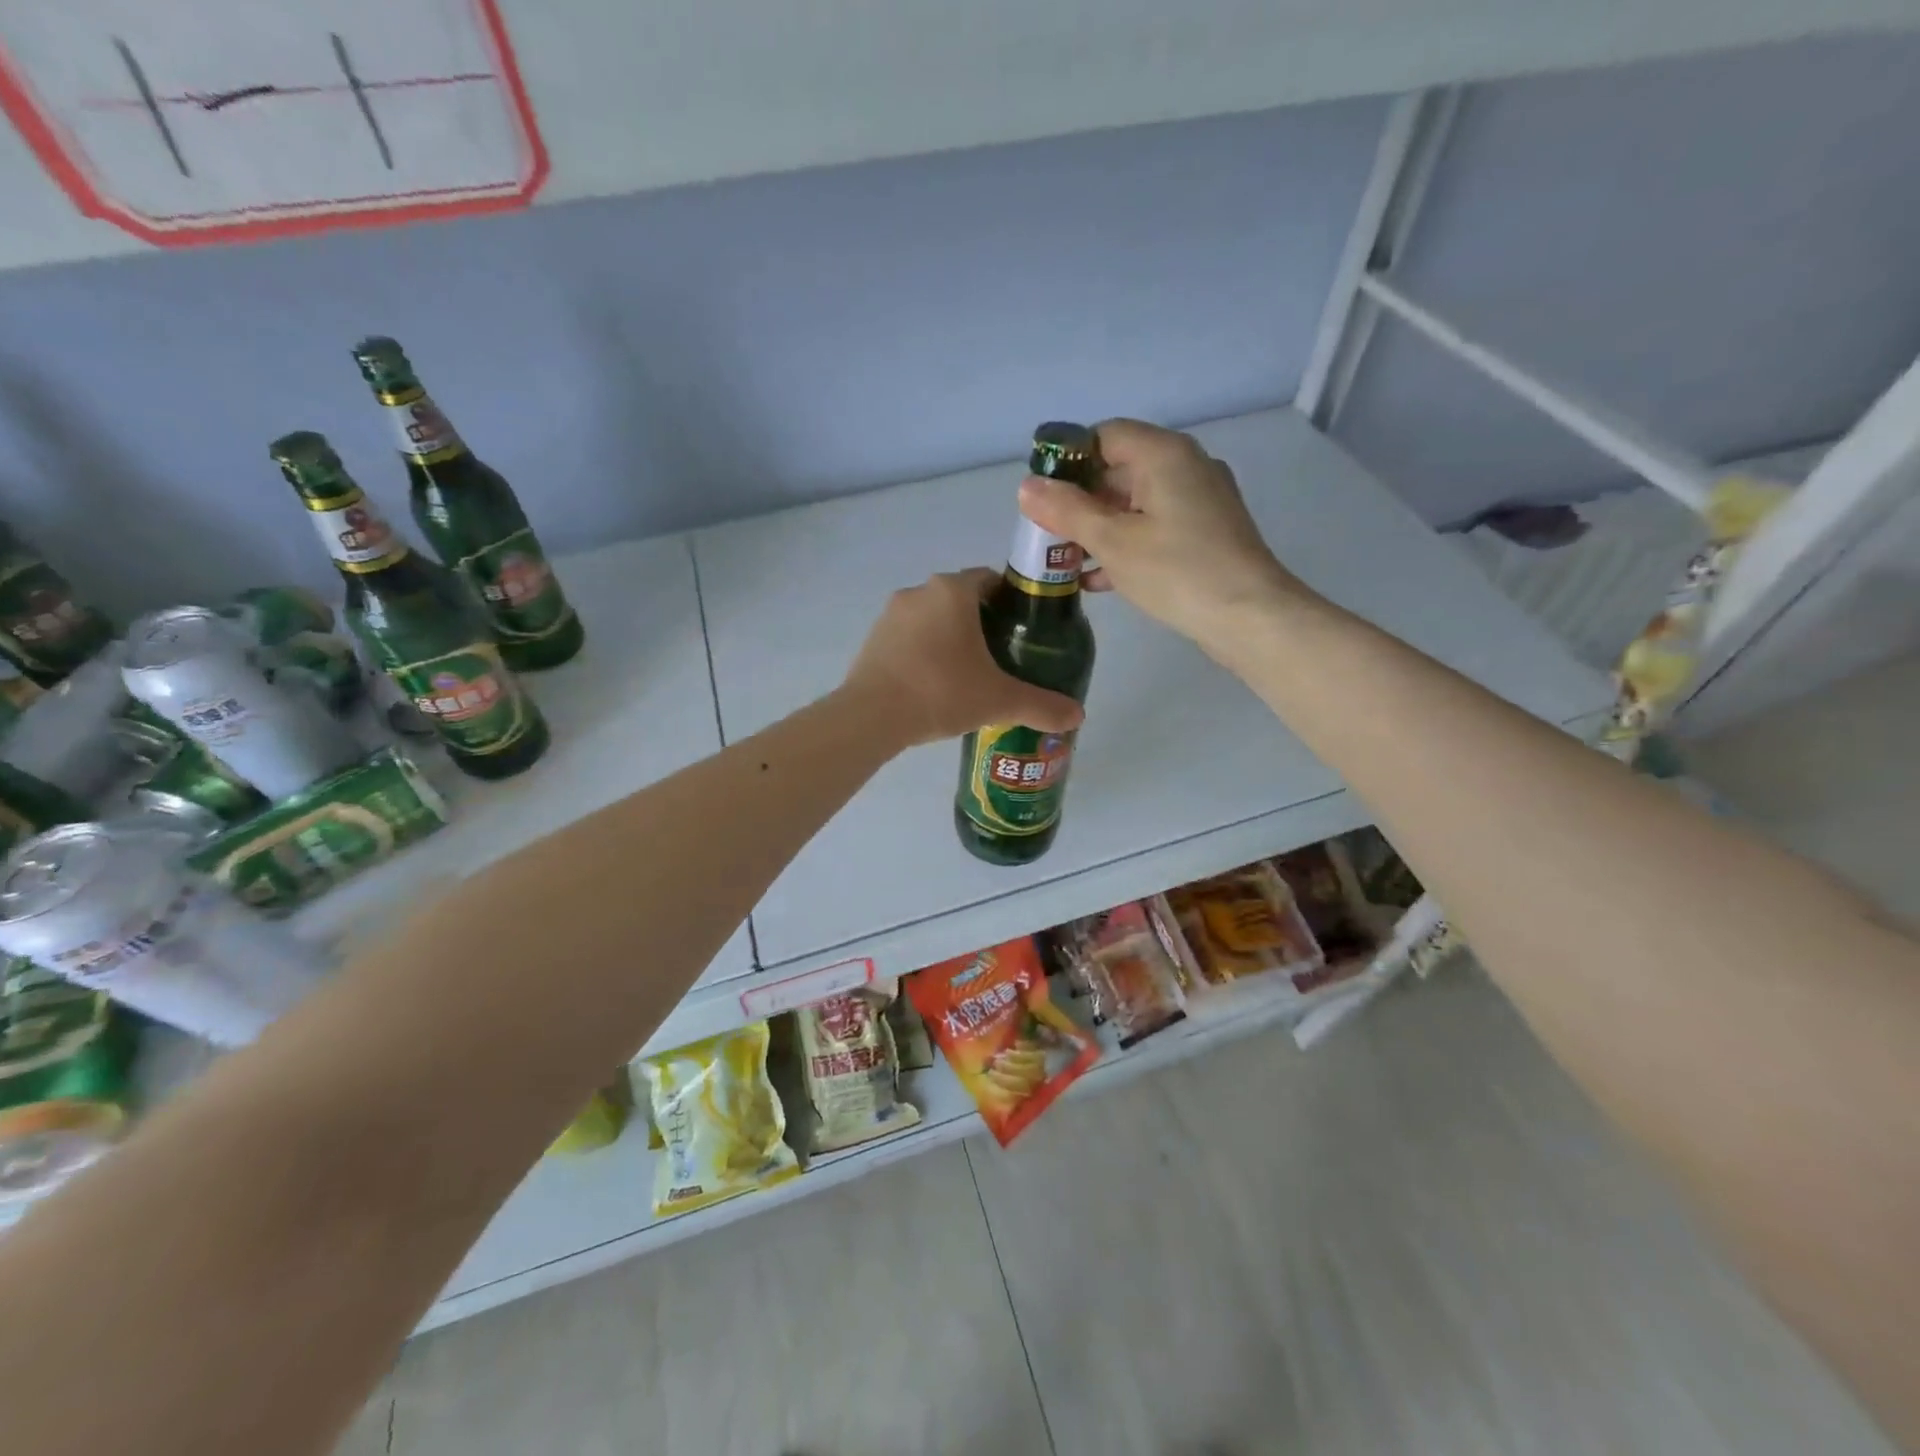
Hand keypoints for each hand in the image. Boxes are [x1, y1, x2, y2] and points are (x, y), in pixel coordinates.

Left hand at [844, 569, 1085, 747]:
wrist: (872, 717)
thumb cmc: (942, 692)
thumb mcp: (1000, 701)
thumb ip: (1042, 705)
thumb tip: (1078, 715)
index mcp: (953, 591)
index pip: (991, 580)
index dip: (1011, 602)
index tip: (1022, 631)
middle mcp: (920, 590)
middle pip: (961, 599)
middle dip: (981, 623)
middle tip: (1001, 658)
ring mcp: (891, 613)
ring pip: (932, 617)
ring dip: (949, 637)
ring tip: (966, 675)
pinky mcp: (872, 637)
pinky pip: (908, 637)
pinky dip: (923, 651)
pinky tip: (933, 684)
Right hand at [1017, 419, 1309, 654]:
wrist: (1250, 616)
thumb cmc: (1177, 571)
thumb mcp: (1113, 541)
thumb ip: (1067, 511)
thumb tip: (1026, 486)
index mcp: (1163, 454)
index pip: (1104, 435)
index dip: (1068, 460)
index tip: (1043, 496)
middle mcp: (1185, 466)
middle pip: (1119, 469)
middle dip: (1080, 500)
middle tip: (1049, 533)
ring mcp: (1200, 500)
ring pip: (1136, 502)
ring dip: (1100, 526)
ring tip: (1067, 560)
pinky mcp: (1206, 532)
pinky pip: (1155, 525)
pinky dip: (1126, 543)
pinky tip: (1099, 579)